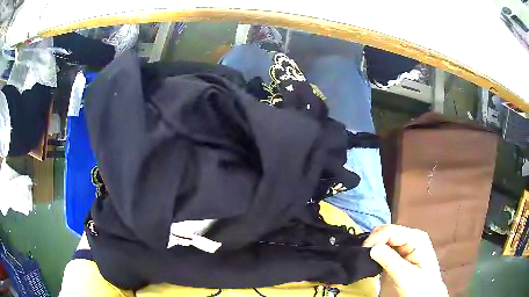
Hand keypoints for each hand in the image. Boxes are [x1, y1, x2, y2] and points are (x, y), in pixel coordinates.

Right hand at [363, 224, 447, 296]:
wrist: (428, 294)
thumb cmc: (420, 287)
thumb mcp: (405, 276)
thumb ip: (390, 261)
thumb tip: (371, 248)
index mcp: (416, 238)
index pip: (391, 230)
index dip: (375, 239)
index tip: (362, 253)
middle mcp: (412, 235)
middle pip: (388, 231)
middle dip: (374, 242)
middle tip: (364, 258)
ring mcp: (408, 242)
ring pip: (386, 237)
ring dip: (375, 246)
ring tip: (368, 259)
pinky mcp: (404, 249)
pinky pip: (387, 245)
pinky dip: (378, 250)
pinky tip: (375, 259)